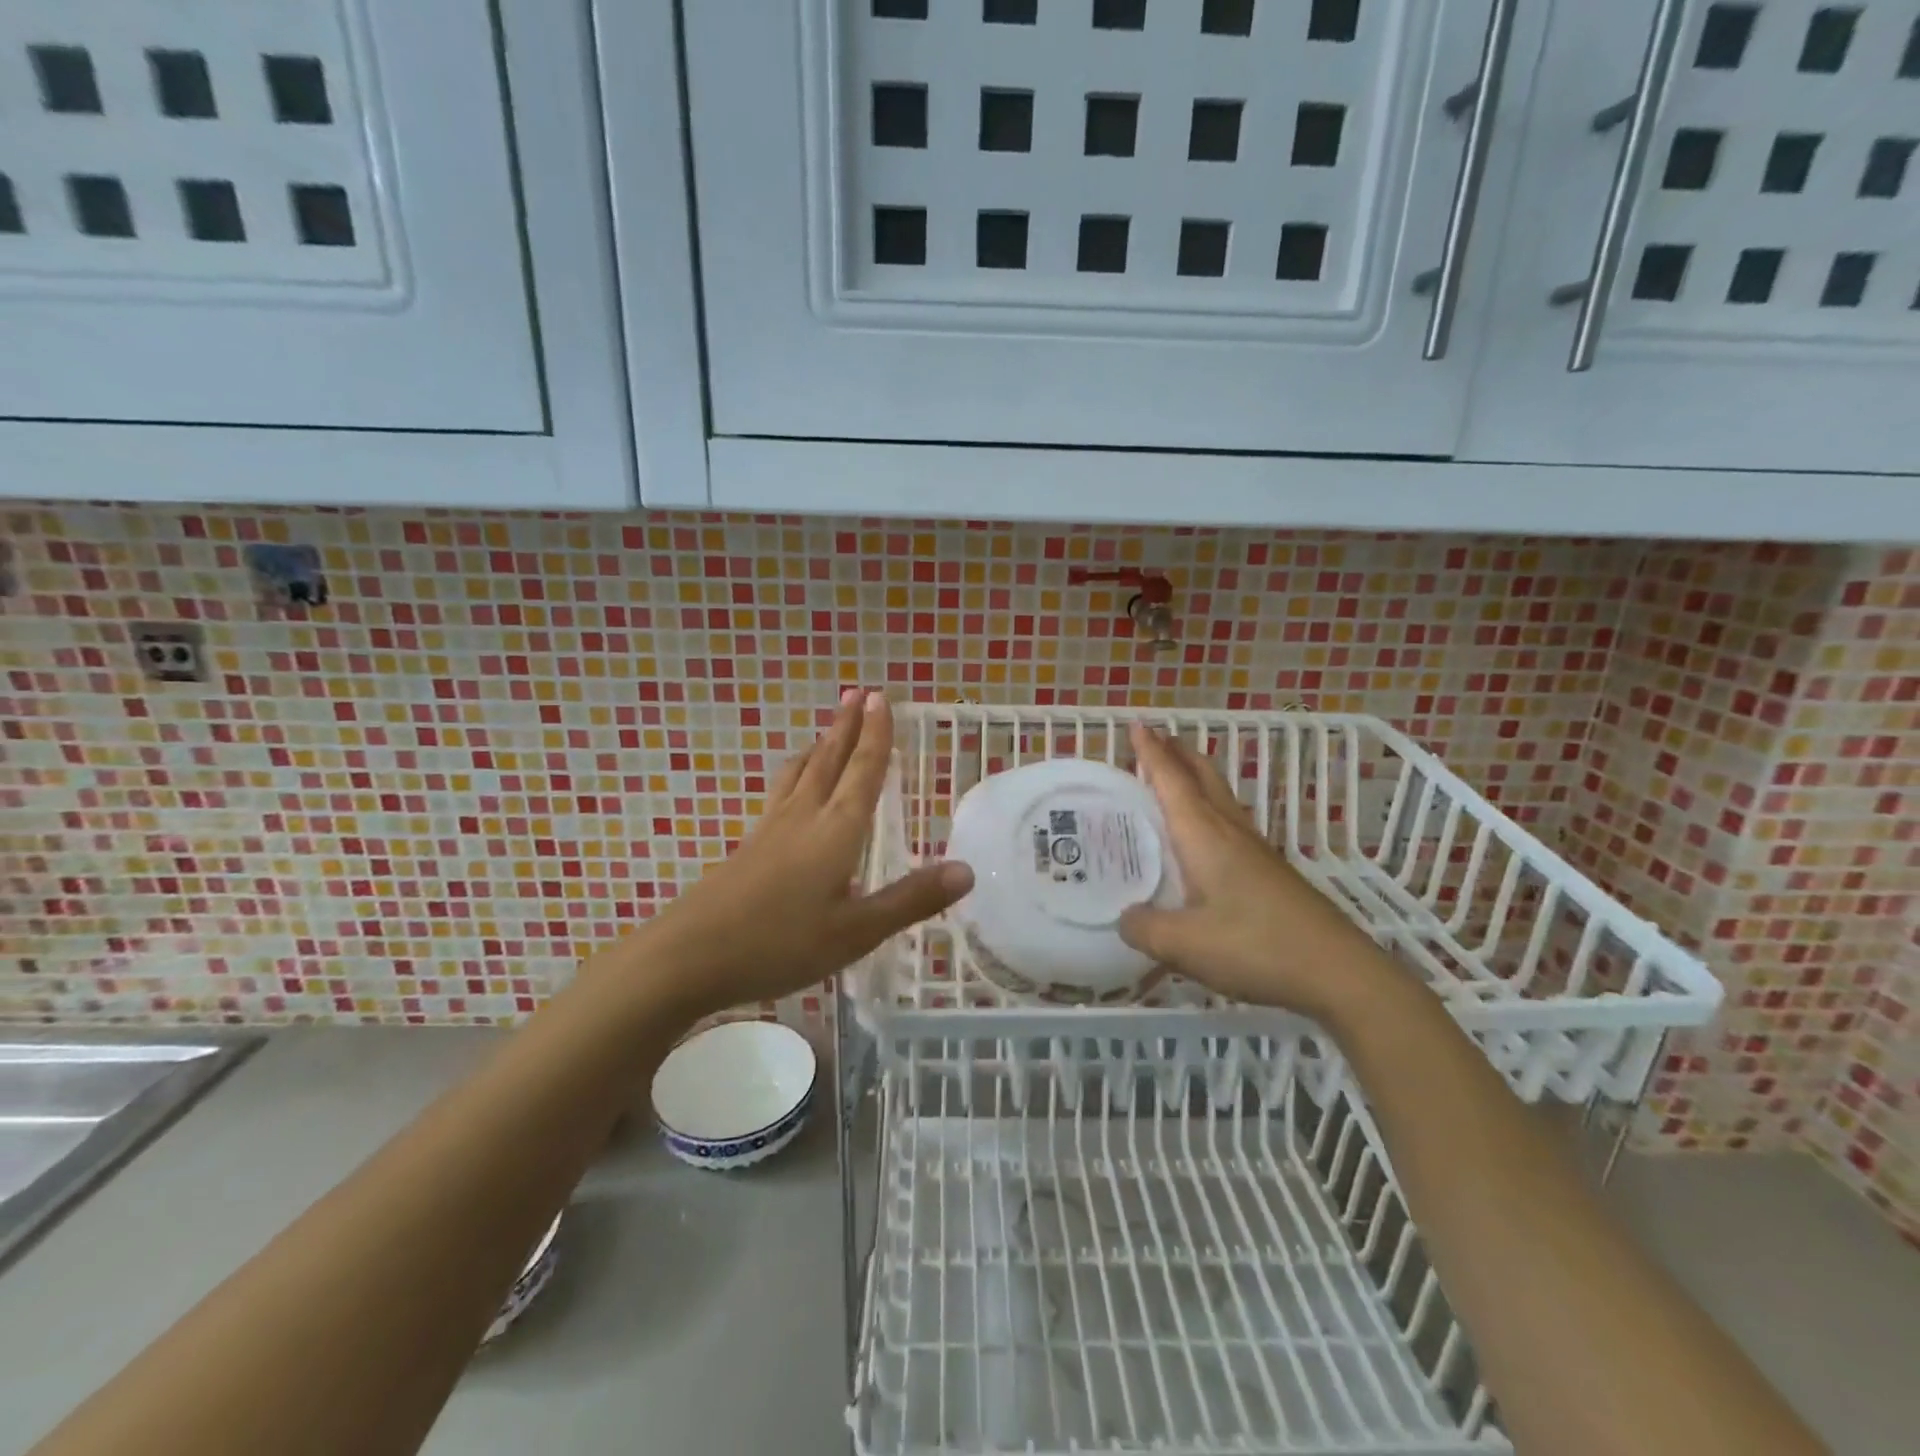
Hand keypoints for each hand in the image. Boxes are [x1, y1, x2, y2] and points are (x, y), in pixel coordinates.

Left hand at [633, 689, 972, 1016]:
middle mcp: (803, 818)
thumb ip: (910, 900)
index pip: (862, 772)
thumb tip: (966, 869)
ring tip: (827, 732)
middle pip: (829, 761)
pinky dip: (796, 775)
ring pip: (799, 774)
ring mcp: (770, 830)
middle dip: (846, 727)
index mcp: (835, 831)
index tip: (879, 698)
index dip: (875, 735)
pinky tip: (792, 792)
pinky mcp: (748, 847)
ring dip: (819, 747)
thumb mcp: (856, 932)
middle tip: (856, 694)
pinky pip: (780, 794)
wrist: (688, 957)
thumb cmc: (780, 944)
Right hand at [1117, 722, 1391, 1021]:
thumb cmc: (1256, 946)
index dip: (1152, 753)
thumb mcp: (1185, 944)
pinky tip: (1205, 837)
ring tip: (1174, 777)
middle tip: (1154, 741)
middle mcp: (1230, 832)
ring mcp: (1255, 851)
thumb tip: (1124, 918)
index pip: (1172, 781)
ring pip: (1220, 798)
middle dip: (1178, 754)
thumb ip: (1145, 928)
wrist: (1339, 972)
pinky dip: (1208, 810)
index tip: (1136, 725)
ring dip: (1195, 779)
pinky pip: (1230, 823)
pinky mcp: (1270, 872)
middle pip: (1203, 777)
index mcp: (1204, 836)